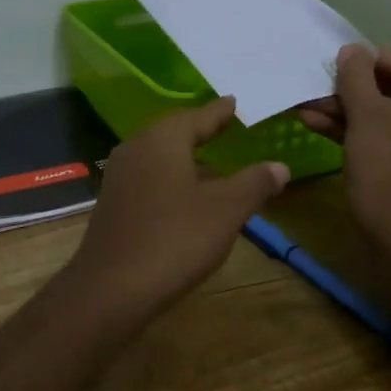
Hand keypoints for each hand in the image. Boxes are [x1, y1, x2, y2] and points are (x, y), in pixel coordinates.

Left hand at [61, 97, 290, 318]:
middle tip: (226, 128)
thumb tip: (279, 165)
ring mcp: (120, 176)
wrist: (111, 288)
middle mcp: (136, 148)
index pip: (198, 116)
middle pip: (174, 132)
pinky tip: (188, 199)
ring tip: (215, 167)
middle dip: (201, 132)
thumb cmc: (174, 239)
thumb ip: (254, 183)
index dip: (220, 112)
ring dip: (187, 159)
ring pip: (160, 157)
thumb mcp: (226, 210)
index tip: (235, 101)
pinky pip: (149, 179)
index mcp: (162, 139)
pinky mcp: (113, 203)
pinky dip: (172, 180)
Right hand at [297, 45, 390, 232]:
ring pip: (387, 115)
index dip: (380, 61)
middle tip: (326, 82)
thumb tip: (351, 50)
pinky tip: (314, 122)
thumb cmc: (389, 163)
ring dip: (347, 108)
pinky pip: (385, 135)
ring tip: (309, 103)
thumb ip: (357, 75)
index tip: (348, 63)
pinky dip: (354, 128)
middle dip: (356, 89)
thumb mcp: (368, 113)